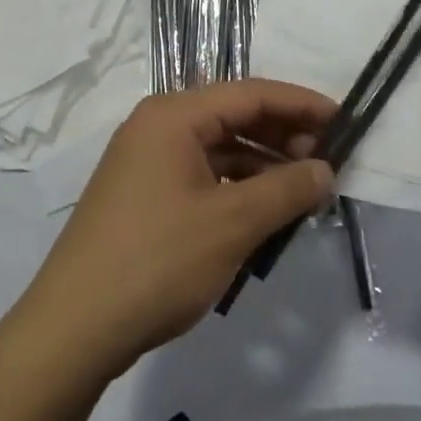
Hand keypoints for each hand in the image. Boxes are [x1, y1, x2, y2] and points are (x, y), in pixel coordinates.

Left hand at [19, 81, 335, 377]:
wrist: (75, 326)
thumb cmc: (158, 261)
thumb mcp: (233, 223)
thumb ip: (286, 189)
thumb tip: (326, 170)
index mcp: (173, 116)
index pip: (250, 93)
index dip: (301, 104)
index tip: (345, 121)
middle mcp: (157, 126)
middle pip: (233, 116)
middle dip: (283, 135)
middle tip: (327, 162)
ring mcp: (146, 161)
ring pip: (218, 148)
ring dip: (262, 164)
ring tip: (303, 189)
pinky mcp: (144, 195)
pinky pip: (201, 175)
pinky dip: (236, 186)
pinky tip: (264, 211)